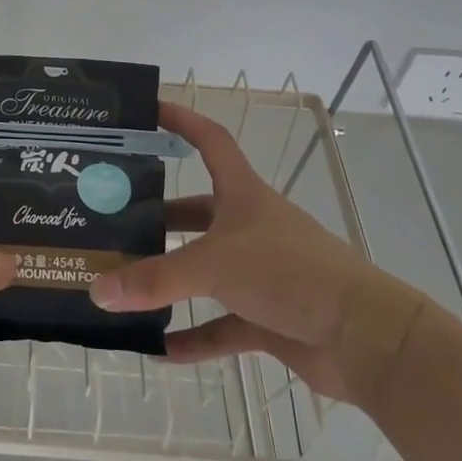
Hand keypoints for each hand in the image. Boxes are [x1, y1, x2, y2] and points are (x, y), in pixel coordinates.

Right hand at [89, 101, 378, 399]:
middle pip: (197, 211)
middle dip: (158, 217)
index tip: (147, 111)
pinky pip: (222, 325)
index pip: (210, 141)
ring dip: (170, 279)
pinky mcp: (269, 316)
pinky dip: (194, 336)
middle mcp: (249, 227)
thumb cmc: (289, 273)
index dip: (181, 121)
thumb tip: (96, 290)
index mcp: (242, 195)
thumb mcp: (214, 265)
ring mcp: (260, 273)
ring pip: (204, 269)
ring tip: (125, 284)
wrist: (365, 338)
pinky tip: (161, 349)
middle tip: (112, 222)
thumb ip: (154, 279)